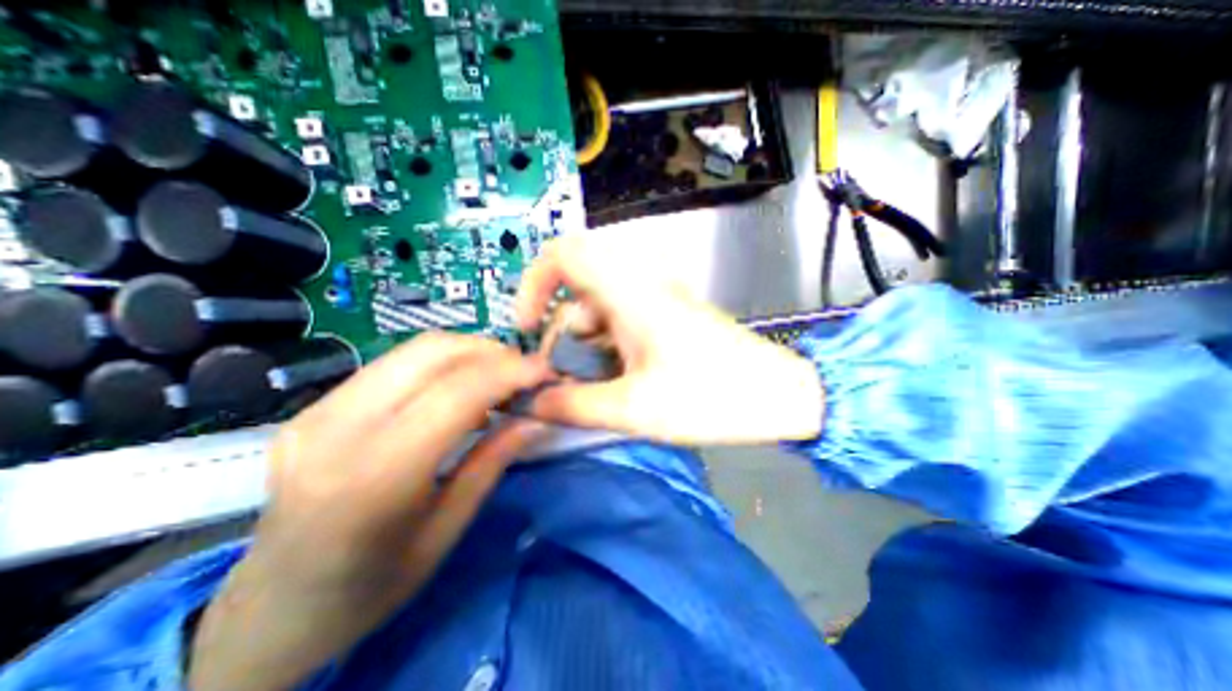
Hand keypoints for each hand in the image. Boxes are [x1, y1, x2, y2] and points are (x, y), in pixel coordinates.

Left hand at [190, 331, 547, 688]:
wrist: (270, 611)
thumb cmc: (370, 586)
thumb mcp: (447, 530)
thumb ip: (493, 463)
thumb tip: (537, 419)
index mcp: (374, 476)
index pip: (457, 392)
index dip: (510, 371)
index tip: (546, 371)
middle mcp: (337, 429)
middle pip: (433, 353)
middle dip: (492, 351)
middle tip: (525, 371)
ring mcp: (317, 411)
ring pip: (414, 350)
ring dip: (470, 353)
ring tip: (500, 377)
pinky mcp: (314, 407)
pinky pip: (395, 365)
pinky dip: (442, 365)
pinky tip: (460, 389)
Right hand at [515, 234, 820, 445]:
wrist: (778, 395)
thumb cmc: (711, 398)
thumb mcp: (634, 409)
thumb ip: (574, 405)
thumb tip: (531, 403)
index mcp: (631, 292)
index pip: (565, 253)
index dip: (534, 282)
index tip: (527, 324)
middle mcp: (641, 285)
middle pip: (577, 291)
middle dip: (560, 333)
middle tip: (561, 375)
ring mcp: (656, 300)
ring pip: (598, 309)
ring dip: (584, 345)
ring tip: (590, 387)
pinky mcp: (666, 316)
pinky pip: (620, 320)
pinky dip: (605, 347)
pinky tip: (614, 379)